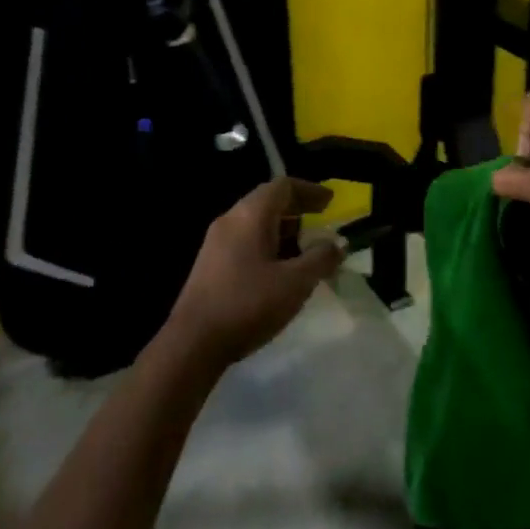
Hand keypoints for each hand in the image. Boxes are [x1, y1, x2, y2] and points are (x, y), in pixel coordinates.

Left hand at [163, 178, 344, 368]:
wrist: (193, 342)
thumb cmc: (248, 304)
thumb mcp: (295, 283)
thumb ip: (320, 259)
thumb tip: (336, 244)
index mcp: (250, 214)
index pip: (283, 186)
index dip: (310, 190)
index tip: (332, 202)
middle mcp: (230, 219)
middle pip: (268, 201)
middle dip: (299, 210)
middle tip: (323, 223)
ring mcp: (216, 242)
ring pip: (256, 223)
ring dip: (284, 230)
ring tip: (307, 249)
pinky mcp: (211, 264)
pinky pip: (246, 241)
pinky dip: (269, 245)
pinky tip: (281, 270)